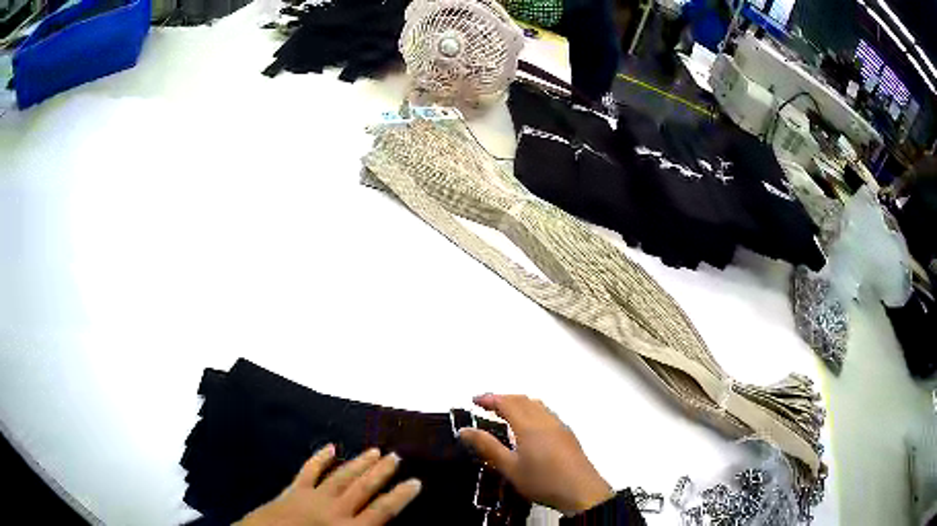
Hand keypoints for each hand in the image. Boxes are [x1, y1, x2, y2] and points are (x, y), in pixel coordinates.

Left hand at [236, 445, 421, 525]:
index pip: (383, 510)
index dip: (401, 496)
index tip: (416, 482)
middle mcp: (335, 511)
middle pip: (363, 488)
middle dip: (381, 472)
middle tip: (395, 456)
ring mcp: (313, 498)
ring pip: (342, 476)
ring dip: (359, 463)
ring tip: (374, 450)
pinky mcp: (293, 491)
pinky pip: (309, 471)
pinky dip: (319, 458)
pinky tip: (330, 447)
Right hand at [458, 394, 613, 515]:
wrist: (581, 491)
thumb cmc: (542, 480)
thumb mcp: (510, 468)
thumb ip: (487, 447)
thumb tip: (465, 431)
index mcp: (529, 426)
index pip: (507, 402)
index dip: (490, 398)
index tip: (475, 400)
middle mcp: (545, 420)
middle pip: (522, 400)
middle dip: (503, 398)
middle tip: (487, 405)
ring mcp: (559, 426)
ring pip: (537, 405)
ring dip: (519, 403)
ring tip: (505, 413)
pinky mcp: (567, 434)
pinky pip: (547, 413)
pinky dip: (532, 410)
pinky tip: (529, 426)